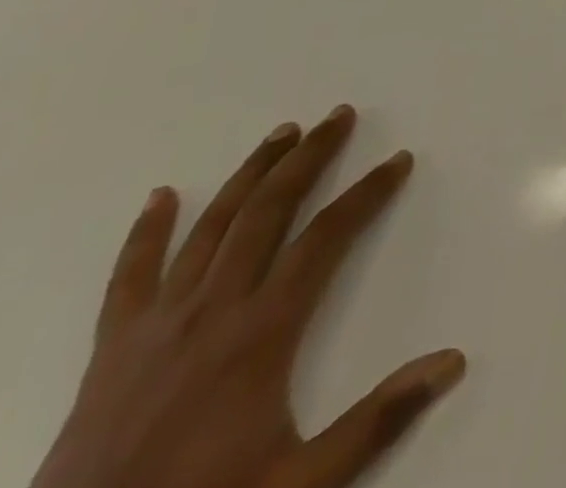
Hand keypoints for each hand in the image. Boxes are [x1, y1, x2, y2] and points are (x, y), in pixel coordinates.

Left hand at [31, 106, 464, 487]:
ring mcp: (157, 325)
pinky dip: (147, 233)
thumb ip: (376, 420)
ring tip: (282, 133)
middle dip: (309, 157)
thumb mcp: (299, 482)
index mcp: (262, 331)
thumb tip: (453, 361)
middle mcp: (213, 309)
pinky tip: (161, 197)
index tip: (399, 161)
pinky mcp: (112, 350)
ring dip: (250, 174)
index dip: (367, 193)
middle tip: (339, 116)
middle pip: (269, 211)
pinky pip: (129, 278)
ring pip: (211, 227)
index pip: (327, 237)